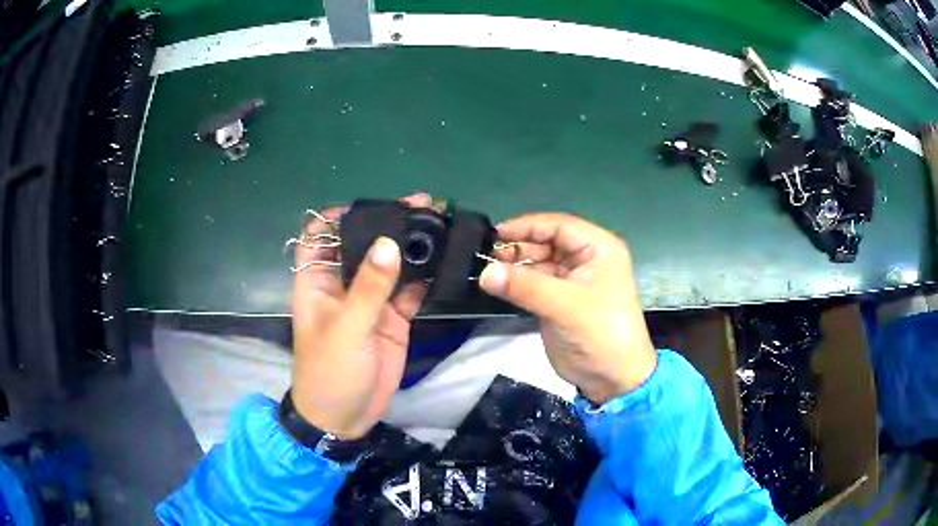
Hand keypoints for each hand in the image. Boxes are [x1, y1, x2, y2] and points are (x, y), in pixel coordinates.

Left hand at [290, 194, 430, 438]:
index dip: (338, 217)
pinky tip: (444, 260)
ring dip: (411, 247)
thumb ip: (369, 288)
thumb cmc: (330, 371)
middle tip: (422, 206)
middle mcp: (343, 284)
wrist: (345, 418)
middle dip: (387, 225)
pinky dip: (425, 276)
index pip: (319, 235)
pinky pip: (409, 290)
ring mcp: (370, 301)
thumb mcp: (346, 329)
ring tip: (440, 224)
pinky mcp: (393, 318)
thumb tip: (388, 243)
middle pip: (362, 244)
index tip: (372, 205)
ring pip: (390, 264)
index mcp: (317, 281)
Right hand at [479, 213, 655, 404]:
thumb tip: (484, 272)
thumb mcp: (565, 306)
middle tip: (486, 256)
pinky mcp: (560, 300)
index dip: (527, 225)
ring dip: (515, 265)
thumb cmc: (600, 333)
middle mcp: (586, 258)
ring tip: (488, 271)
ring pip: (538, 262)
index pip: (558, 225)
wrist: (612, 378)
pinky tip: (498, 285)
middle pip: (546, 241)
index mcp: (598, 248)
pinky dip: (517, 283)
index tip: (495, 234)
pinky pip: (535, 283)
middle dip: (519, 247)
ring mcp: (572, 280)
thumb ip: (524, 286)